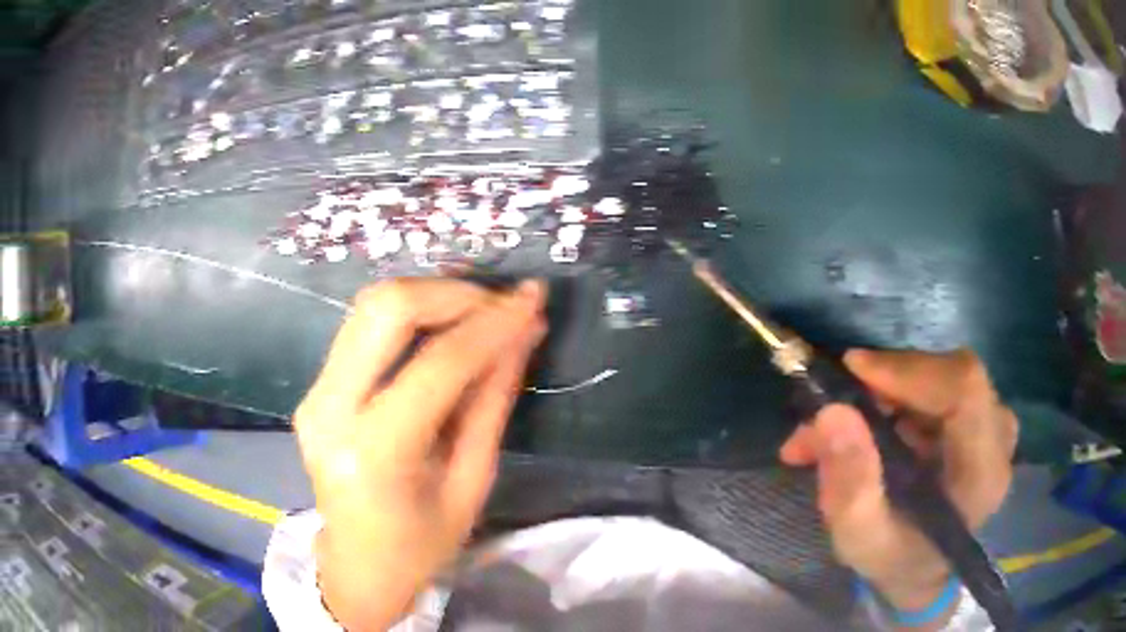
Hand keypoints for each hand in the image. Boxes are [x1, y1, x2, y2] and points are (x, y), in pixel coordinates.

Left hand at [293, 278, 547, 630]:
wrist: (357, 567)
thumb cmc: (422, 546)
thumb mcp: (471, 483)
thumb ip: (492, 402)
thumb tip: (523, 335)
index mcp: (374, 453)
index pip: (438, 364)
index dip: (491, 324)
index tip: (532, 299)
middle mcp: (330, 411)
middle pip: (385, 309)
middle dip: (450, 292)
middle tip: (499, 302)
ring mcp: (313, 396)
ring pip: (368, 307)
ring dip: (429, 296)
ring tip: (478, 310)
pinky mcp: (313, 390)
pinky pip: (360, 330)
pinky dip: (408, 317)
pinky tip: (442, 327)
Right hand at [779, 349, 1017, 620]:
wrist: (921, 569)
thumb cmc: (894, 560)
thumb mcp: (861, 540)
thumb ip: (850, 486)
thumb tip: (832, 412)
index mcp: (983, 473)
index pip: (964, 390)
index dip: (911, 369)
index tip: (853, 371)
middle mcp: (999, 438)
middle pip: (951, 376)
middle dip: (888, 383)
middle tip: (834, 408)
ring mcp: (993, 422)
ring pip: (940, 375)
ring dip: (886, 391)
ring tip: (836, 426)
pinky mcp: (980, 415)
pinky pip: (938, 383)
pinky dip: (896, 395)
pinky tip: (866, 423)